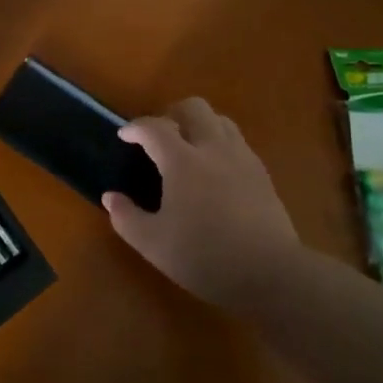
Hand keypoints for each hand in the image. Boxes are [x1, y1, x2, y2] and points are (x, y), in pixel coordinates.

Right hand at [102, 98, 303, 312]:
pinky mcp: (262, 174)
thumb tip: (110, 197)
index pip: (154, 127)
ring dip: (200, 125)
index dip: (135, 127)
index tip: (124, 135)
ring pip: (220, 120)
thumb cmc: (204, 256)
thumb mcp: (153, 244)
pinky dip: (220, 144)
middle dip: (171, 114)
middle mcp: (213, 149)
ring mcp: (242, 158)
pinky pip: (238, 142)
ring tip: (188, 149)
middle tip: (160, 137)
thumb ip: (126, 217)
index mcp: (182, 161)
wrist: (271, 274)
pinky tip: (215, 171)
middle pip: (193, 108)